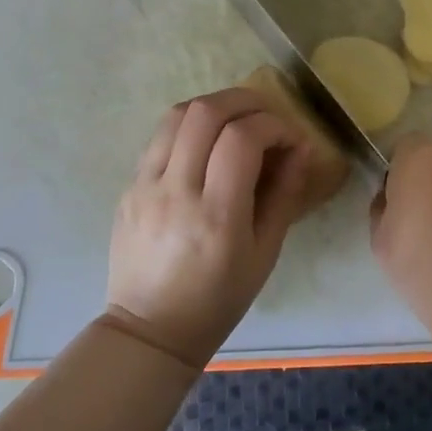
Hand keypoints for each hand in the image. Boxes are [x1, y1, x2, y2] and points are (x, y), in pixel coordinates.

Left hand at [105, 88, 314, 368]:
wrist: (150, 329)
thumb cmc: (218, 298)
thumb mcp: (265, 253)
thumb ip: (285, 194)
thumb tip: (301, 148)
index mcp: (216, 215)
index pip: (242, 139)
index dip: (274, 126)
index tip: (291, 139)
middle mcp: (176, 191)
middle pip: (206, 112)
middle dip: (245, 101)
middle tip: (267, 116)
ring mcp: (145, 185)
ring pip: (177, 114)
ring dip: (214, 106)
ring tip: (237, 121)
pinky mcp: (129, 186)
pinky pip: (160, 137)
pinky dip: (190, 126)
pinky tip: (206, 143)